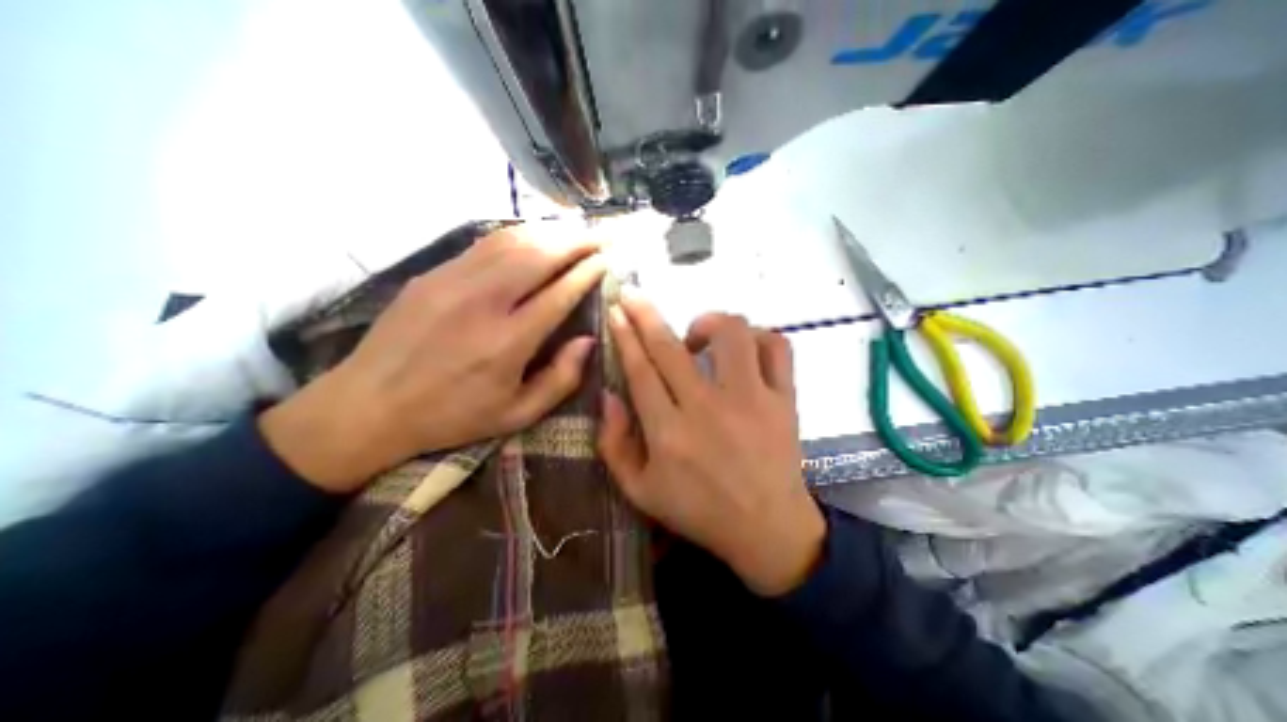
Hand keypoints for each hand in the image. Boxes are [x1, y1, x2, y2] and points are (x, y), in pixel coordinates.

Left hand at [260, 225, 610, 492]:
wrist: (368, 406)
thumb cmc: (452, 416)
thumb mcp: (517, 414)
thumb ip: (561, 379)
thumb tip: (589, 340)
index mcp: (507, 343)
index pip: (559, 293)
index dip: (588, 272)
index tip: (608, 260)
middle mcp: (483, 303)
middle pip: (539, 255)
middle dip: (576, 241)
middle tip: (601, 236)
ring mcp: (453, 282)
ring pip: (512, 241)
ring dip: (550, 231)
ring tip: (575, 230)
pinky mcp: (433, 274)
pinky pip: (485, 244)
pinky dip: (519, 235)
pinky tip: (535, 236)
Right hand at [597, 294, 824, 596]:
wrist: (767, 529)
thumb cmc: (698, 511)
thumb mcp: (640, 491)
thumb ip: (614, 444)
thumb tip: (609, 394)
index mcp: (669, 433)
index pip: (640, 369)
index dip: (625, 335)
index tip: (616, 310)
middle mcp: (708, 408)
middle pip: (670, 345)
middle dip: (645, 312)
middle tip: (633, 293)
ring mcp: (751, 399)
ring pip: (731, 333)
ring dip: (707, 322)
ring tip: (697, 337)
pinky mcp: (783, 399)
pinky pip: (776, 347)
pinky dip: (758, 336)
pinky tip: (743, 349)